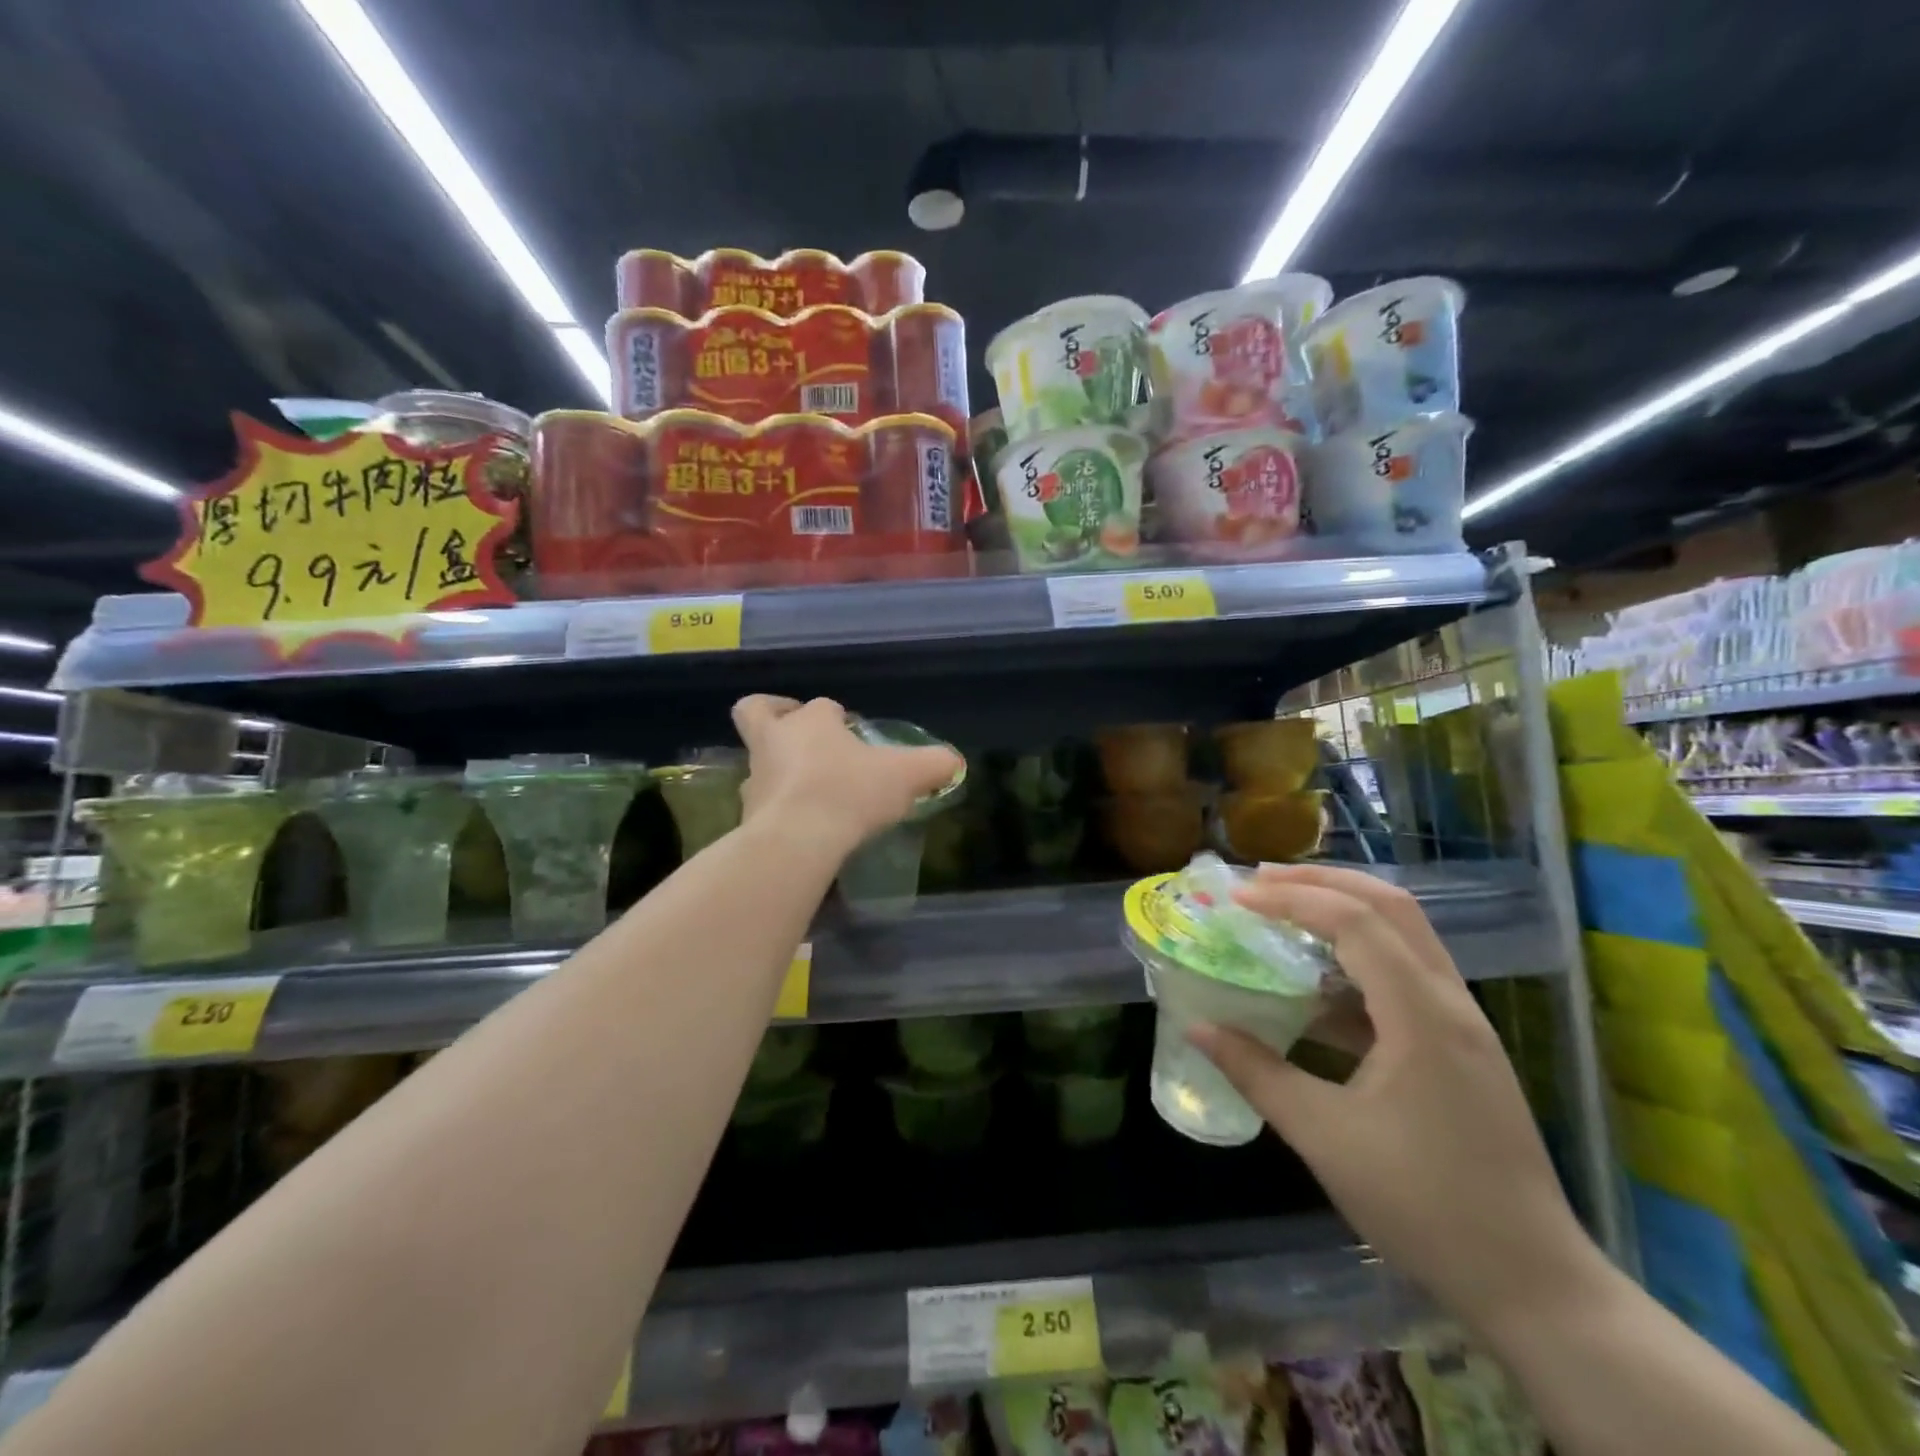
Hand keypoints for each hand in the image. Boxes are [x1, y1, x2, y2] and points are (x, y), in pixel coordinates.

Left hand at [731, 695, 961, 856]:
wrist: (797, 840)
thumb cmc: (850, 792)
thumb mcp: (906, 776)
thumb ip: (934, 765)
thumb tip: (955, 762)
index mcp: (811, 721)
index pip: (822, 706)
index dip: (836, 715)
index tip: (854, 733)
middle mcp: (775, 741)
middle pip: (757, 712)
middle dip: (774, 713)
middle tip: (798, 732)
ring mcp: (755, 778)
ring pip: (759, 760)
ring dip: (778, 767)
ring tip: (809, 789)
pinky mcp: (746, 815)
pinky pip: (761, 802)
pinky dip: (778, 807)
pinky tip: (801, 824)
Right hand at [1188, 864, 1606, 1338]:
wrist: (1535, 1287)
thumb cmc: (1425, 1206)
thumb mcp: (1324, 1137)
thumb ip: (1256, 1072)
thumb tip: (1198, 1028)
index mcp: (1422, 1015)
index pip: (1355, 922)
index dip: (1292, 900)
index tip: (1238, 898)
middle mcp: (1450, 1003)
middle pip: (1391, 907)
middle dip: (1324, 883)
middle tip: (1262, 881)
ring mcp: (1461, 1025)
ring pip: (1403, 937)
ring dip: (1342, 914)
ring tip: (1282, 914)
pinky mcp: (1458, 1049)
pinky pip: (1404, 978)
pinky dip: (1355, 961)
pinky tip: (1313, 989)